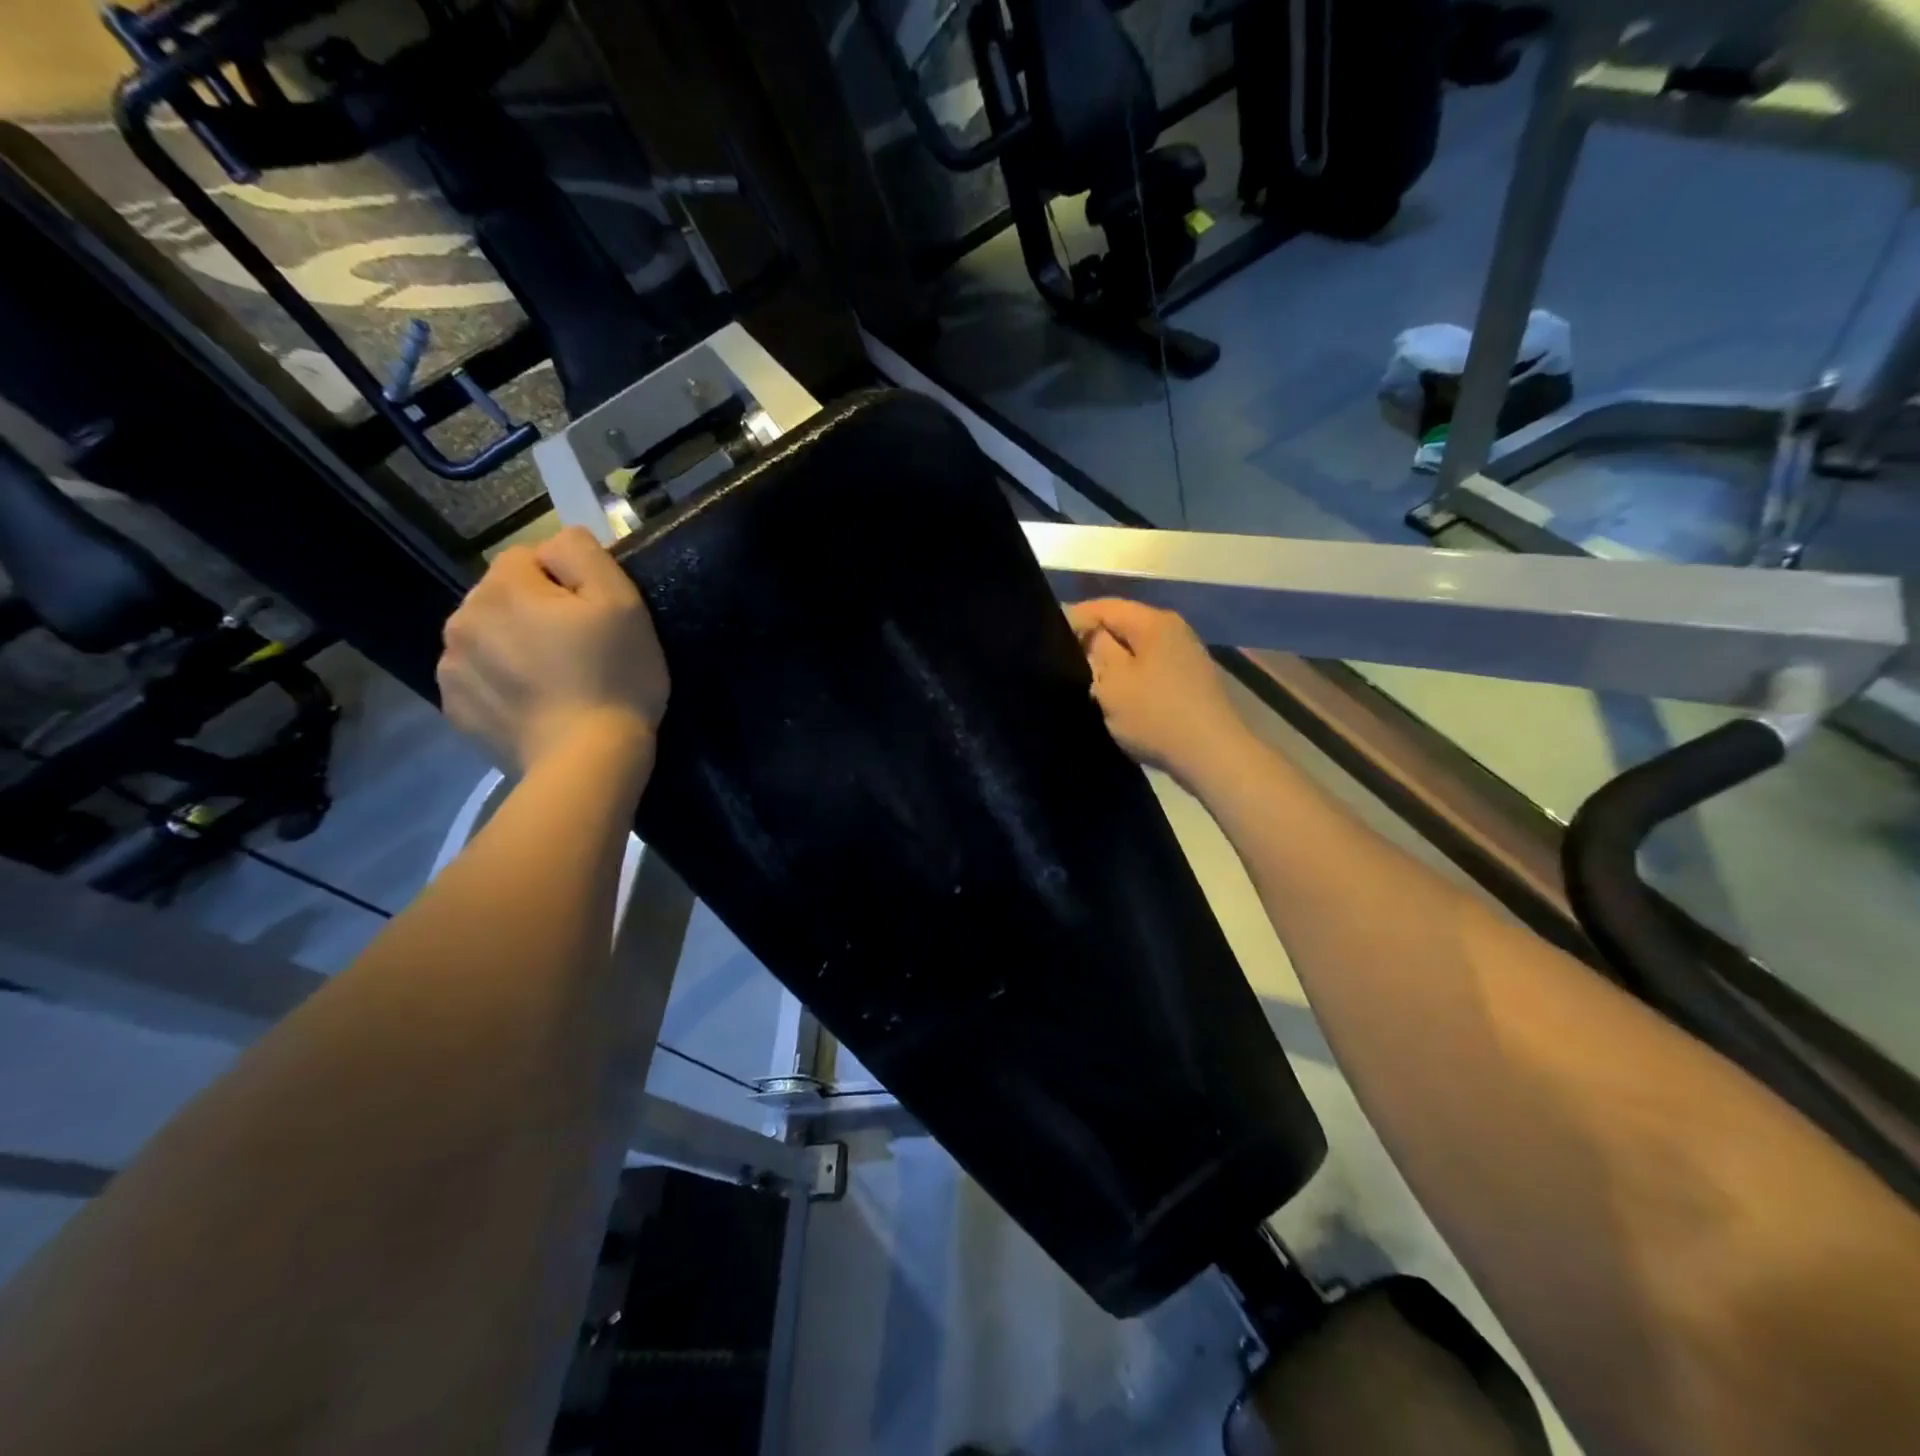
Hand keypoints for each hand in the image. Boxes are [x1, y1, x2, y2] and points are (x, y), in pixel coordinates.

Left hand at [438, 527, 668, 775]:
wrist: (587, 761)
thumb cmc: (615, 677)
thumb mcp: (623, 602)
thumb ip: (584, 554)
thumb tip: (557, 544)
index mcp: (503, 588)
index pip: (529, 557)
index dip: (567, 582)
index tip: (593, 618)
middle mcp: (462, 619)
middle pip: (503, 596)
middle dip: (535, 612)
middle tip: (579, 650)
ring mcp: (452, 667)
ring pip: (488, 636)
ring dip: (514, 646)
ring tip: (556, 681)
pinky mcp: (455, 708)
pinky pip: (479, 678)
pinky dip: (502, 684)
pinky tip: (536, 705)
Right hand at [1065, 598, 1251, 789]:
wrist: (1212, 755)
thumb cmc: (1156, 715)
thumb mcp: (1113, 682)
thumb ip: (1097, 650)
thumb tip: (1092, 634)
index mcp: (1154, 622)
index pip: (1105, 607)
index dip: (1074, 619)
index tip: (1049, 640)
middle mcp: (1174, 630)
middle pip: (1124, 626)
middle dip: (1094, 642)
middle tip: (1064, 664)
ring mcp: (1186, 656)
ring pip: (1137, 650)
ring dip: (1113, 664)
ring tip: (1088, 683)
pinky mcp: (1191, 682)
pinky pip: (1151, 670)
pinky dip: (1132, 679)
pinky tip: (1119, 699)